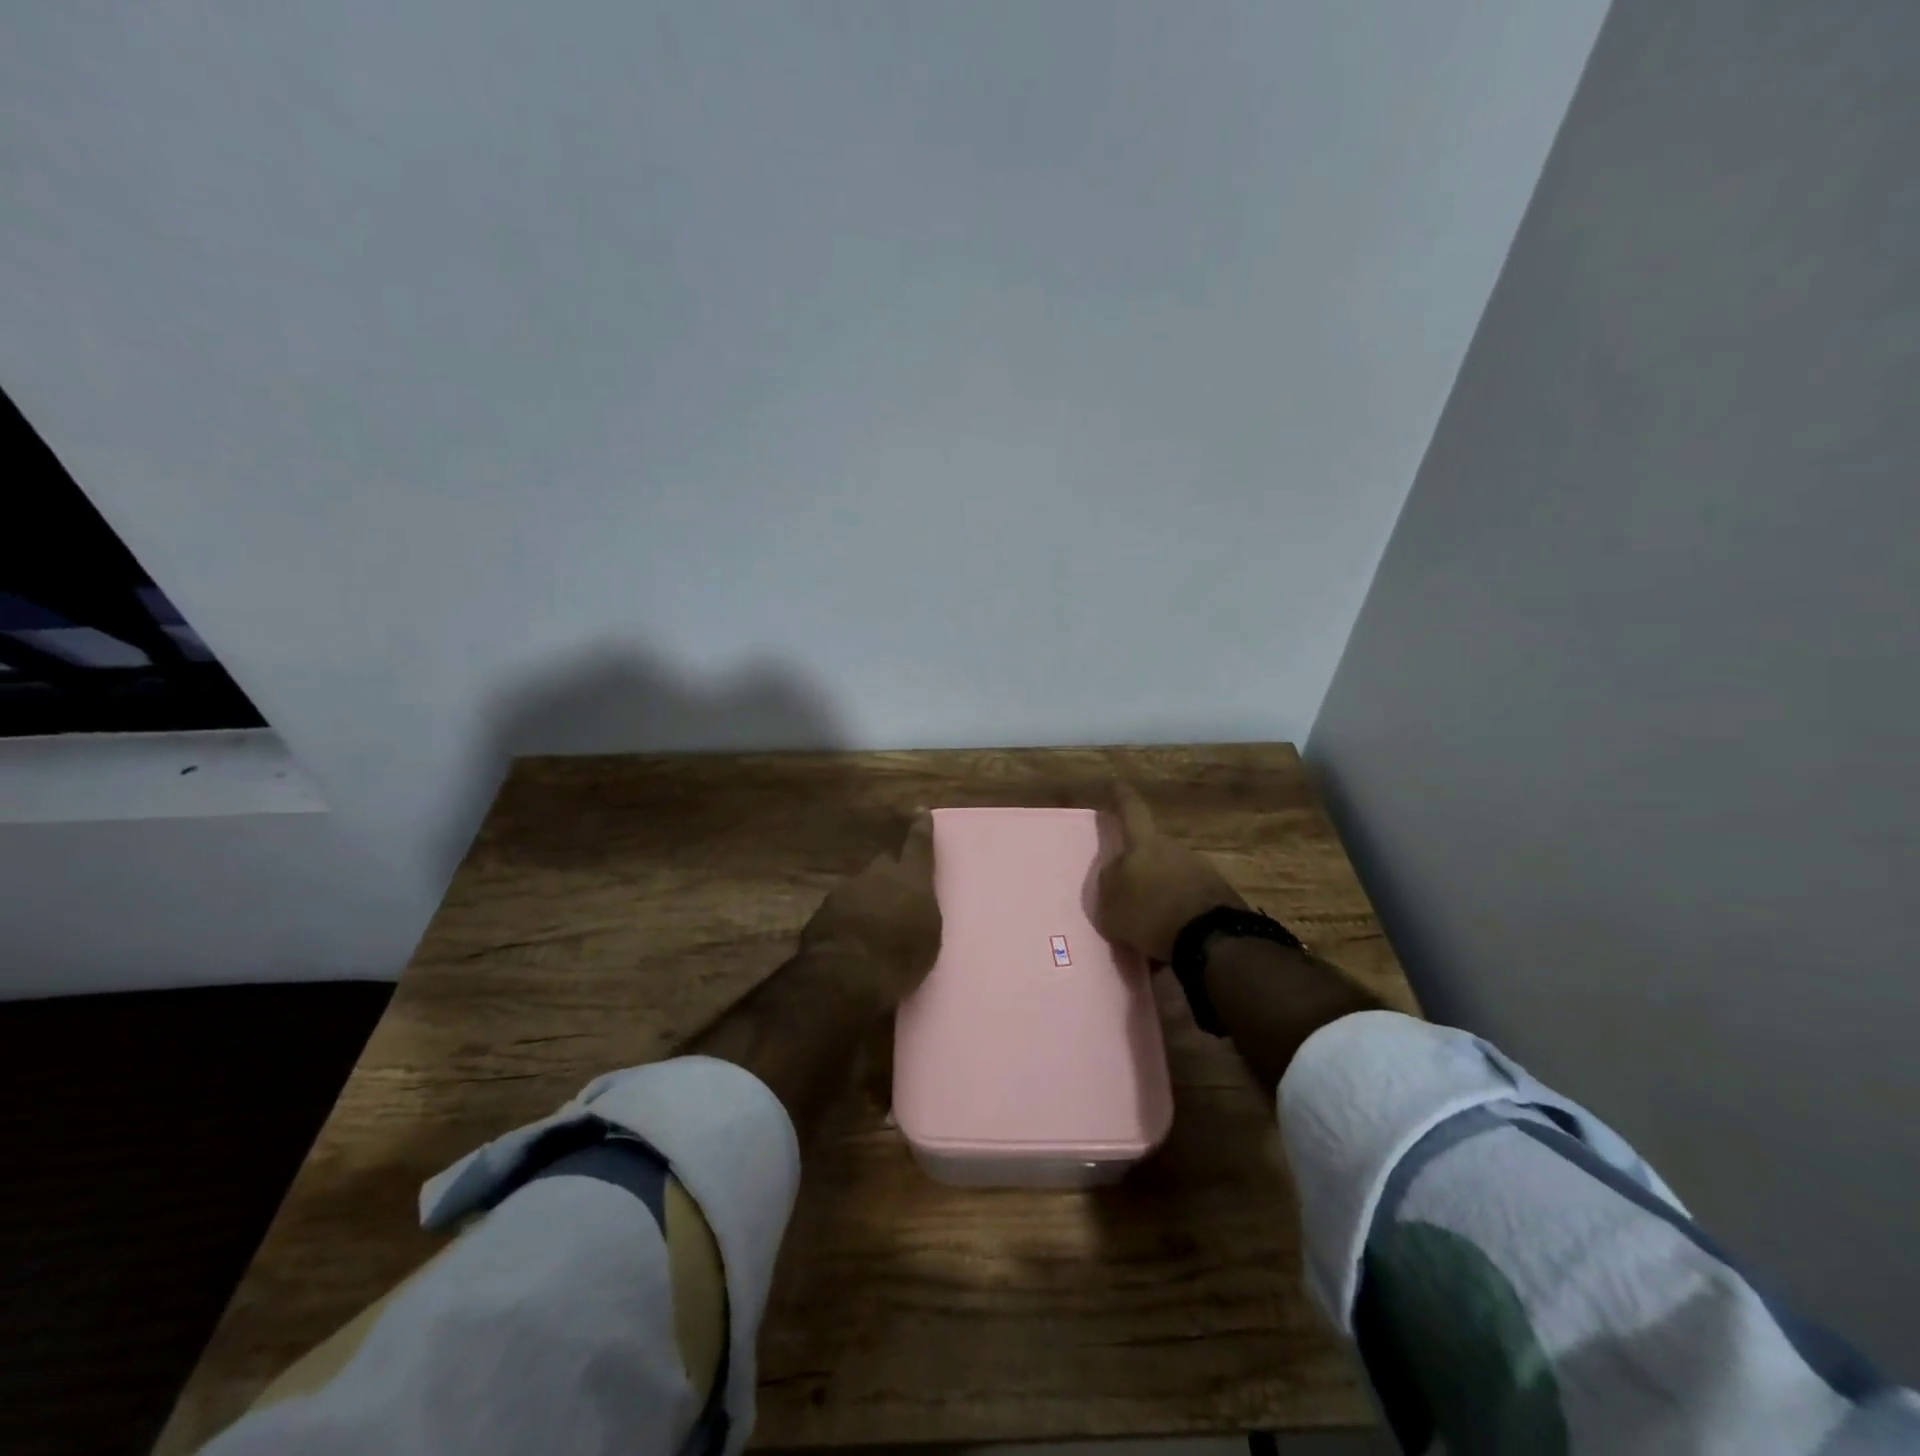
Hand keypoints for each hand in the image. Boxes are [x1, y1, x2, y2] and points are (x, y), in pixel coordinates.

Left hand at [799, 810, 941, 1004]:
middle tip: (894, 898)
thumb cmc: (902, 957)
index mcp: (910, 878)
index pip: (918, 845)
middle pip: (884, 865)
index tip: (920, 811)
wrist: (847, 974)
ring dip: (866, 902)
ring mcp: (845, 890)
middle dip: (889, 877)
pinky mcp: (822, 911)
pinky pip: (841, 910)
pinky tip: (851, 941)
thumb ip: (920, 909)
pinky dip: (847, 920)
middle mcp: (877, 875)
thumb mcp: (929, 935)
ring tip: (871, 929)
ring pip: (860, 888)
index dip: (921, 829)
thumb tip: (912, 902)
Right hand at [1095, 784, 1245, 963]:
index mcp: (1143, 845)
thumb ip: (1110, 883)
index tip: (1117, 784)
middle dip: (1142, 866)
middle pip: (1152, 849)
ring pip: (1171, 874)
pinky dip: (1178, 911)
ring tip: (1151, 923)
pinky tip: (1172, 934)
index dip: (1122, 797)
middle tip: (1132, 892)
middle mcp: (1173, 848)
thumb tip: (1115, 872)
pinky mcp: (1218, 893)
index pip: (1130, 811)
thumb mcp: (1111, 905)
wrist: (1209, 939)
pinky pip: (1188, 897)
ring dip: (1161, 892)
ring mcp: (1199, 869)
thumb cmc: (1150, 914)